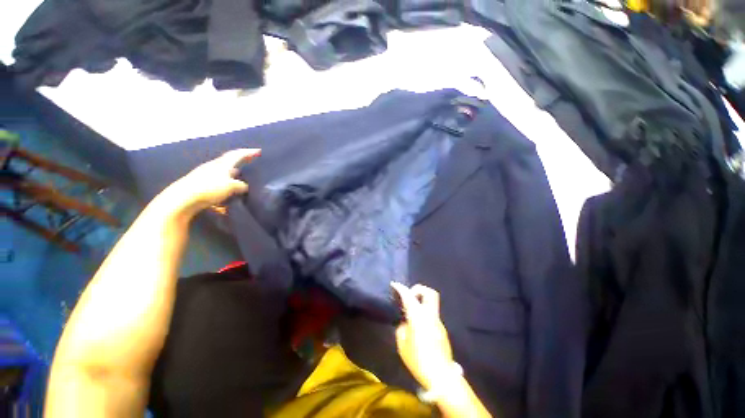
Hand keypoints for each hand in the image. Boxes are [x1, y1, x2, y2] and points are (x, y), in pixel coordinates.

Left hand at [158, 149, 260, 216]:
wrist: (182, 199)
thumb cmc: (209, 188)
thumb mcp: (231, 186)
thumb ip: (241, 185)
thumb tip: (244, 186)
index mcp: (222, 164)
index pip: (237, 155)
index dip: (248, 153)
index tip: (258, 151)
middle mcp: (213, 167)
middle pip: (229, 162)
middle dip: (240, 161)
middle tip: (249, 161)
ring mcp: (205, 175)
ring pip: (223, 172)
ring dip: (232, 174)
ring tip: (240, 177)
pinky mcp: (200, 185)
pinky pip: (217, 182)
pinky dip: (225, 185)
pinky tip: (228, 191)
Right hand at [391, 282, 454, 390]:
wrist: (441, 376)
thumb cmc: (418, 361)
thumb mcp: (403, 345)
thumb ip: (402, 329)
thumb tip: (405, 322)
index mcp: (419, 317)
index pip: (409, 296)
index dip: (401, 288)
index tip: (394, 284)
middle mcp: (430, 315)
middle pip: (429, 292)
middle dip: (418, 289)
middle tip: (409, 296)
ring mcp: (438, 321)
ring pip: (431, 303)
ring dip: (421, 301)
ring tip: (411, 312)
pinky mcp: (442, 329)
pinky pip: (432, 314)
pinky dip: (424, 312)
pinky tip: (418, 325)